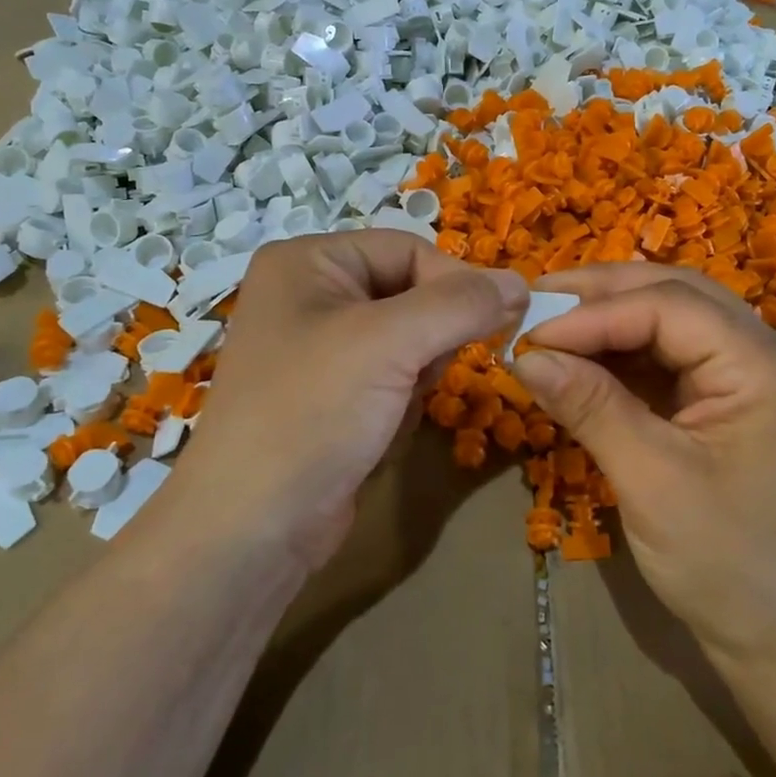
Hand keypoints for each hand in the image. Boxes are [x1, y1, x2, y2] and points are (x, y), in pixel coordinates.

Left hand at [175, 232, 528, 569]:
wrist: (252, 528)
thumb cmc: (313, 412)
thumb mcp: (390, 342)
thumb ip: (461, 304)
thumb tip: (522, 282)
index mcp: (307, 261)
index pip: (408, 248)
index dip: (455, 282)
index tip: (498, 323)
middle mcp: (309, 294)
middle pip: (409, 292)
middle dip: (429, 338)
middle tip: (423, 374)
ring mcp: (318, 348)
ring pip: (408, 339)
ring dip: (416, 375)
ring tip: (392, 407)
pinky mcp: (330, 395)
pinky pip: (391, 377)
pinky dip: (400, 402)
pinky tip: (377, 432)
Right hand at [510, 263, 775, 677]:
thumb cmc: (723, 564)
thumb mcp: (649, 480)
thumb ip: (589, 406)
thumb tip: (523, 354)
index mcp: (767, 370)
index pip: (671, 306)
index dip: (595, 312)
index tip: (532, 330)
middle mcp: (771, 358)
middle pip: (679, 295)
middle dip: (604, 295)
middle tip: (538, 300)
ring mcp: (757, 378)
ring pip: (677, 318)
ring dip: (613, 317)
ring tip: (552, 321)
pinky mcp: (737, 401)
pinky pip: (677, 355)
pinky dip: (628, 351)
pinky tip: (586, 357)